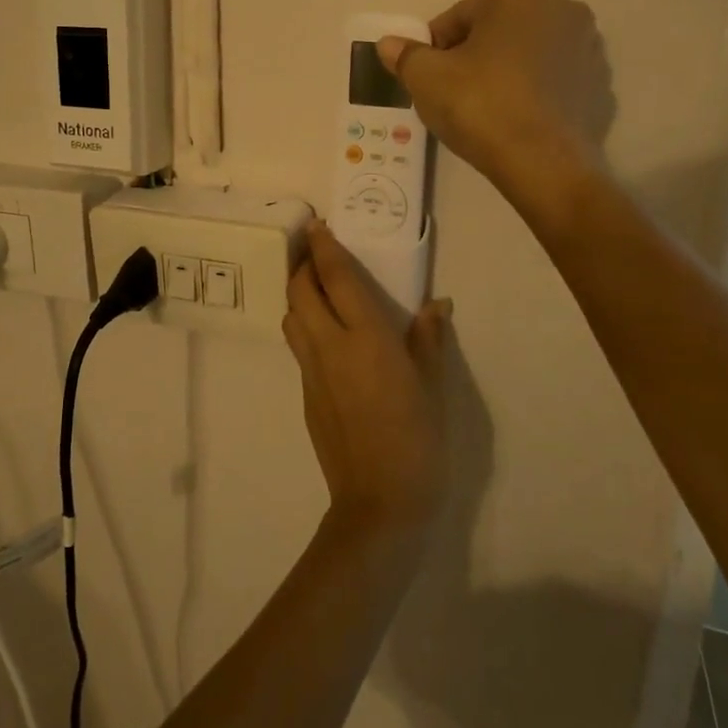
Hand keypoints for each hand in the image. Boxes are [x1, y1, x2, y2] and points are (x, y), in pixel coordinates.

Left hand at [282, 224, 449, 532]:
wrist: (380, 501)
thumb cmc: (418, 439)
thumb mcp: (433, 386)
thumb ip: (429, 339)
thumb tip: (436, 304)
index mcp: (365, 337)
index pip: (335, 277)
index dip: (323, 247)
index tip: (317, 225)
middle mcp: (329, 345)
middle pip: (299, 290)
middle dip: (303, 265)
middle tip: (317, 255)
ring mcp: (311, 371)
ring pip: (291, 316)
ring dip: (298, 295)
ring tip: (318, 291)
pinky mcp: (305, 393)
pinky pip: (297, 346)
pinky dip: (304, 326)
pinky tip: (326, 337)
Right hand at [377, 0, 611, 206]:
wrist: (542, 164)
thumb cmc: (480, 105)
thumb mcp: (426, 78)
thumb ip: (405, 55)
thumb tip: (388, 44)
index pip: (460, 17)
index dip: (435, 48)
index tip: (427, 77)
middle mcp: (565, 8)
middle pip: (497, 32)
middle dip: (474, 56)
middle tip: (453, 93)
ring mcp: (590, 48)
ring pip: (527, 56)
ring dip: (504, 73)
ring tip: (484, 110)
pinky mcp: (599, 86)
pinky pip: (552, 83)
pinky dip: (532, 94)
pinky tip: (514, 121)